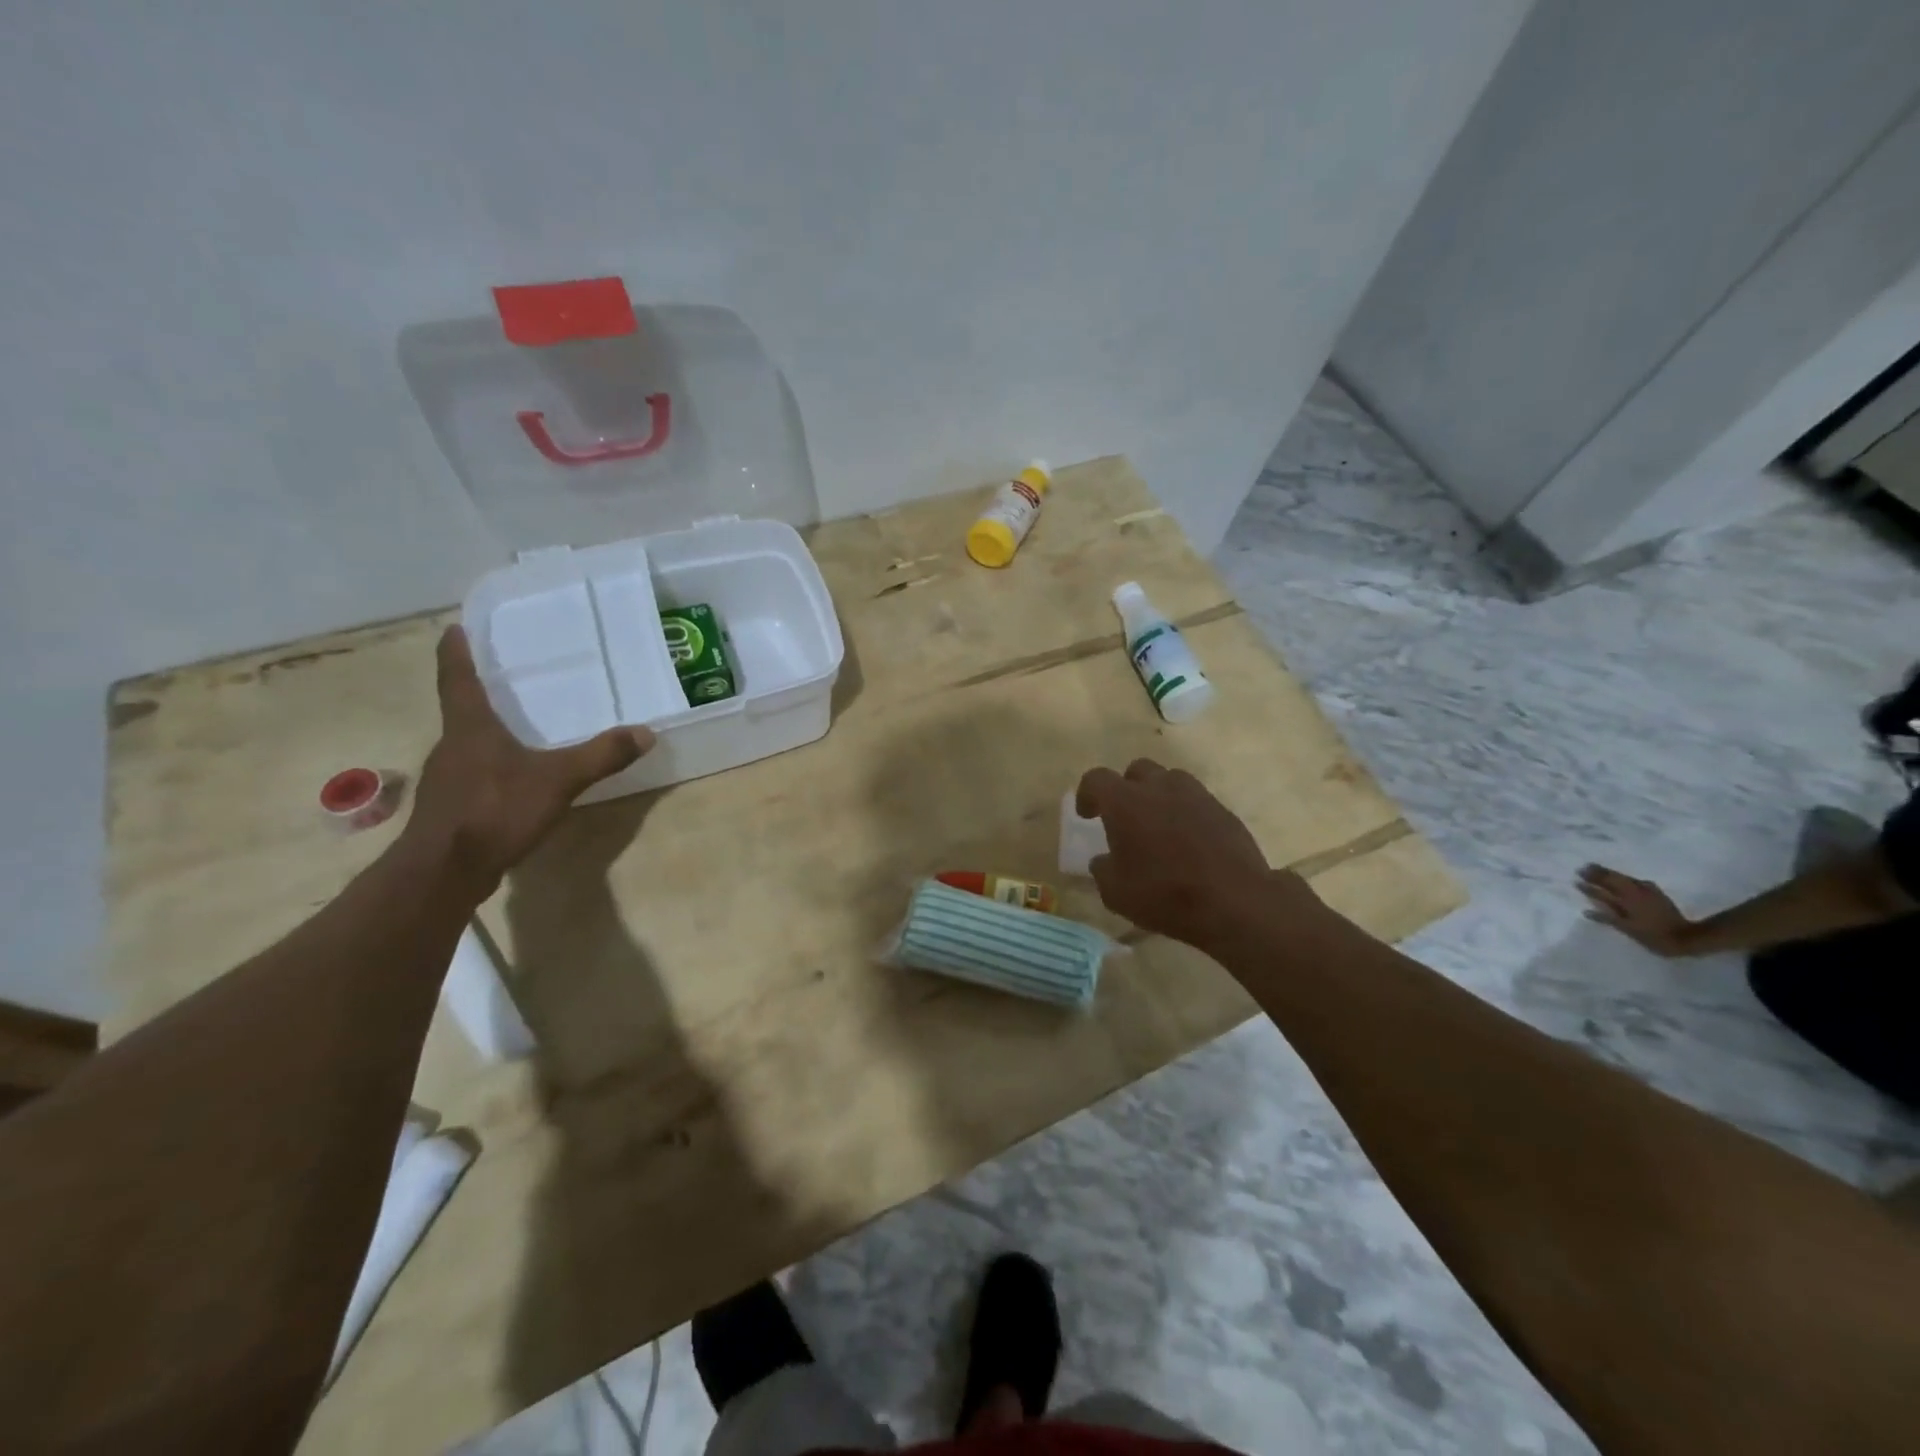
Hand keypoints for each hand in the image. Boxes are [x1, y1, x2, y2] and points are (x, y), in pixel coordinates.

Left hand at [405, 627, 653, 893]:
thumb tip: (646, 733)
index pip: (458, 679)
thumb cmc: (495, 811)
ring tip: (513, 728)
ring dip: (485, 733)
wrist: (444, 872)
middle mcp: (451, 747)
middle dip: (478, 694)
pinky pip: (472, 775)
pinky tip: (512, 781)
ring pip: (467, 745)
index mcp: (470, 728)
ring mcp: (446, 779)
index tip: (452, 627)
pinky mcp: (450, 809)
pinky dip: (490, 767)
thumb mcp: (559, 780)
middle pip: (461, 711)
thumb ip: (602, 756)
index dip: (455, 653)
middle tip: (501, 678)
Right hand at [1076, 759, 1312, 949]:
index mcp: (1125, 801)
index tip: (1088, 815)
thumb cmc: (1164, 894)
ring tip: (1158, 825)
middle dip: (1126, 788)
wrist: (1234, 901)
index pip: (1096, 779)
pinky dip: (1186, 813)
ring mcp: (1195, 795)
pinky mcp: (1222, 810)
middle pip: (1137, 770)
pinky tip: (1188, 841)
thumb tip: (1104, 860)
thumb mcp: (1116, 893)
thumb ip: (1103, 869)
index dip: (1087, 794)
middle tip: (1125, 817)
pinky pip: (1196, 801)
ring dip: (1158, 795)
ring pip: (1170, 780)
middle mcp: (1159, 787)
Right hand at [1576, 865, 1696, 956]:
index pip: (1603, 887)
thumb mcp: (1628, 929)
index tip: (1577, 876)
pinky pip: (1638, 882)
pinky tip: (1628, 880)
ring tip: (1600, 869)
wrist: (1687, 937)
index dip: (1589, 882)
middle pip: (1613, 879)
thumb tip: (1586, 910)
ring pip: (1625, 878)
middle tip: (1584, 868)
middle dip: (1598, 873)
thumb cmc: (1653, 936)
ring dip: (1611, 873)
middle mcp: (1635, 892)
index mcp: (1626, 900)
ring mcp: (1648, 892)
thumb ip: (1607, 918)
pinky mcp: (1657, 894)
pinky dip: (1628, 879)